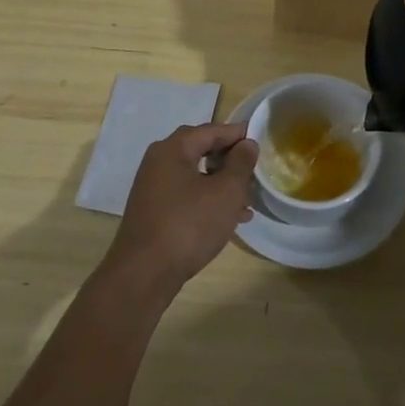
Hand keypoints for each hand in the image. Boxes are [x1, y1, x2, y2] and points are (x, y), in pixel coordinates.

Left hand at [103, 122, 258, 294]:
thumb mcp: (225, 192)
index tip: (260, 139)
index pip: (211, 130)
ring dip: (222, 184)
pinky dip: (208, 200)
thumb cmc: (188, 225)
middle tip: (254, 170)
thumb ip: (240, 164)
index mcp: (173, 149)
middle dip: (229, 160)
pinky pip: (186, 195)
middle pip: (200, 150)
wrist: (144, 274)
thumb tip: (247, 144)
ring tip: (247, 201)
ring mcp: (153, 188)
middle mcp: (158, 162)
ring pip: (195, 176)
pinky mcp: (153, 212)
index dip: (237, 134)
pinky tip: (228, 219)